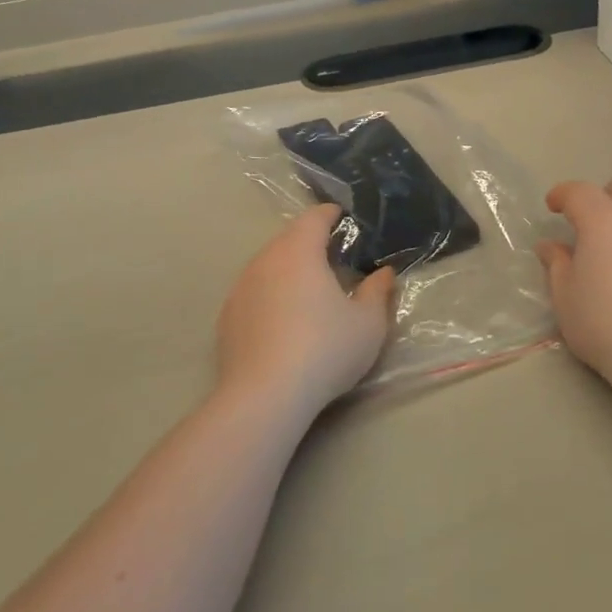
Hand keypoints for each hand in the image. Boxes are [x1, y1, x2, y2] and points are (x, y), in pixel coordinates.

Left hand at [216, 205, 395, 418]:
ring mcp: (241, 287)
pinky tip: (282, 322)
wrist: (264, 396)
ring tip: (309, 291)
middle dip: (311, 242)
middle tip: (334, 258)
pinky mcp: (227, 316)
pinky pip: (254, 292)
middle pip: (289, 238)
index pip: (315, 217)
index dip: (332, 215)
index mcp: (299, 251)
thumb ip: (377, 292)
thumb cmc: (324, 350)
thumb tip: (383, 273)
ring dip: (288, 270)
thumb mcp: (367, 324)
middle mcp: (265, 259)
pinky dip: (270, 295)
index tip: (346, 221)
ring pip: (269, 265)